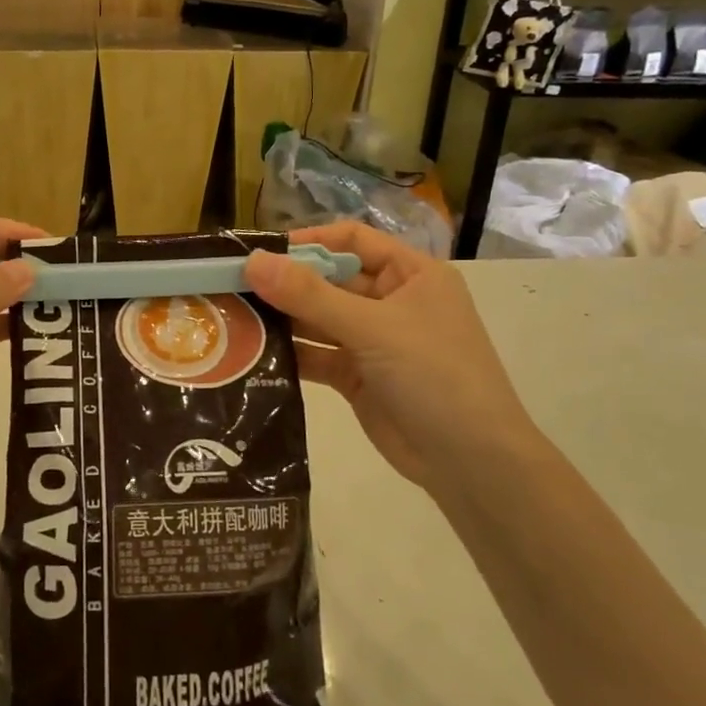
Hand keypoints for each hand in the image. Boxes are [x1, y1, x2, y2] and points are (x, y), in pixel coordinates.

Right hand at [244, 224, 535, 494]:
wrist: (472, 464)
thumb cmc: (434, 375)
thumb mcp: (372, 328)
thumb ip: (309, 295)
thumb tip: (253, 260)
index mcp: (412, 275)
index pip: (353, 241)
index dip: (309, 242)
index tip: (262, 252)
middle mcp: (392, 302)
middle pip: (331, 280)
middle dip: (287, 283)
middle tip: (233, 286)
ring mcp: (375, 341)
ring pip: (320, 319)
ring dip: (284, 319)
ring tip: (234, 317)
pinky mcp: (359, 377)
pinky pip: (319, 355)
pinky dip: (292, 353)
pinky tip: (253, 353)